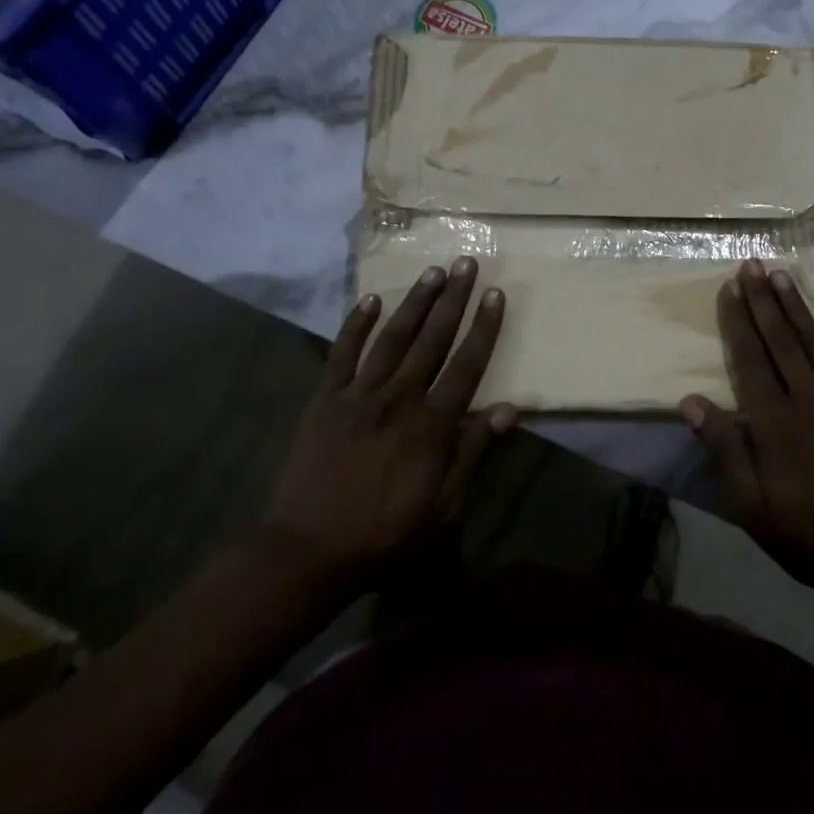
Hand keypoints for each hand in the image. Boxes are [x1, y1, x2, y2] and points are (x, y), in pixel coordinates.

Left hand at [262, 257, 514, 587]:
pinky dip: (356, 325)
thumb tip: (507, 409)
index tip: (495, 294)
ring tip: (432, 272)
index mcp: (431, 425)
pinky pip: (342, 353)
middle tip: (465, 263)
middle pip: (432, 339)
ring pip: (393, 337)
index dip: (484, 328)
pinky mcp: (325, 399)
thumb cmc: (383, 535)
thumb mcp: (441, 507)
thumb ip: (472, 453)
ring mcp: (358, 394)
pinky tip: (370, 300)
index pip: (467, 365)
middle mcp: (399, 397)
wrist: (306, 550)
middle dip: (453, 299)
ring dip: (415, 302)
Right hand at [681, 260, 813, 641]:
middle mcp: (810, 399)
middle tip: (753, 264)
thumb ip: (724, 449)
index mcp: (776, 422)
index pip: (751, 359)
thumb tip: (691, 401)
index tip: (730, 288)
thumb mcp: (750, 504)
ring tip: (783, 274)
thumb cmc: (806, 532)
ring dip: (798, 306)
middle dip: (764, 299)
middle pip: (782, 340)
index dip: (738, 321)